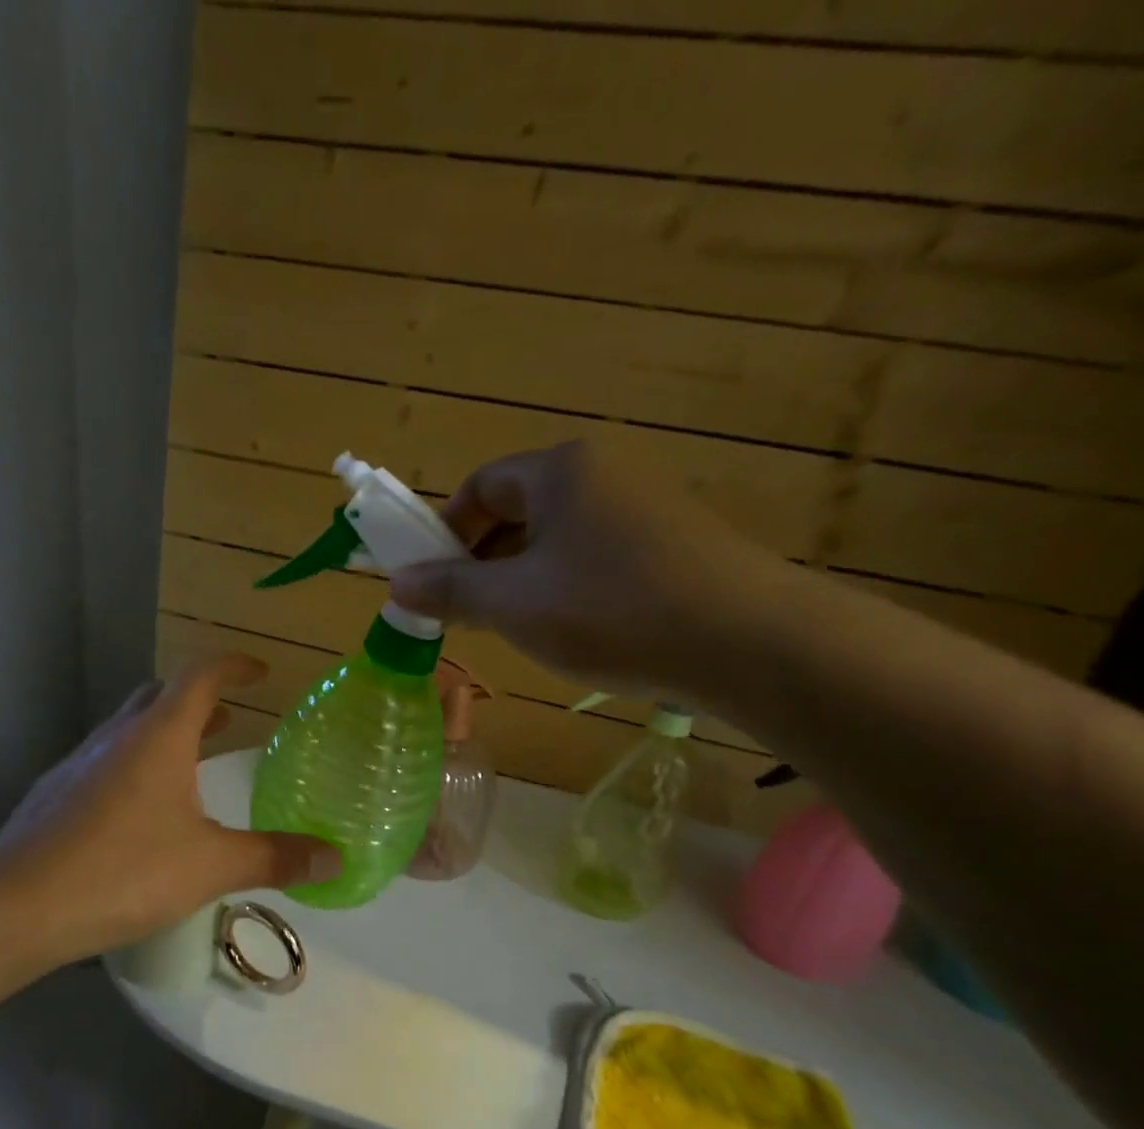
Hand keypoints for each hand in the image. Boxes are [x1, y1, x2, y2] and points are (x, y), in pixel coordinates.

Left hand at [0, 654, 340, 962]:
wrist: (19, 905)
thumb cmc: (124, 870)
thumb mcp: (211, 865)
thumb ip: (274, 858)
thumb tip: (334, 859)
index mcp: (159, 735)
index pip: (200, 675)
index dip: (233, 666)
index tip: (259, 671)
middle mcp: (117, 736)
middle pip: (160, 695)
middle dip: (198, 700)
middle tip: (230, 719)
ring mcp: (80, 763)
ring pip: (129, 729)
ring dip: (165, 732)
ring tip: (193, 762)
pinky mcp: (56, 794)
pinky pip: (106, 762)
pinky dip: (135, 765)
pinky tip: (141, 812)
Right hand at [387, 442, 781, 697]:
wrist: (746, 642)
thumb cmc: (610, 610)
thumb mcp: (513, 604)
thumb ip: (449, 590)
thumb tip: (396, 583)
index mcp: (560, 470)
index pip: (479, 486)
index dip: (444, 532)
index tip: (432, 582)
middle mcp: (603, 473)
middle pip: (517, 510)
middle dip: (482, 561)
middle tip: (468, 614)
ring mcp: (643, 507)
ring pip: (556, 539)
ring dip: (521, 580)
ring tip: (517, 630)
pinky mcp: (672, 544)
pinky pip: (595, 557)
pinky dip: (566, 588)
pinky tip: (573, 631)